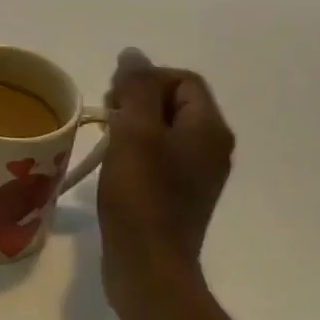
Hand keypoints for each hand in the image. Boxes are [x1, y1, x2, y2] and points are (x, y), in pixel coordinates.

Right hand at [96, 52, 234, 308]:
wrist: (148, 265)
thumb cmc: (141, 196)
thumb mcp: (135, 132)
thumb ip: (137, 88)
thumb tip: (134, 54)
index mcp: (208, 129)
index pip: (182, 80)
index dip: (146, 79)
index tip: (115, 100)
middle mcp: (211, 148)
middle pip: (175, 102)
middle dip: (138, 101)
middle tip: (109, 120)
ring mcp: (198, 174)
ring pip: (164, 129)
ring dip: (133, 126)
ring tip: (107, 143)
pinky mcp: (179, 195)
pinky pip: (160, 156)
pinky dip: (137, 151)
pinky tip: (115, 166)